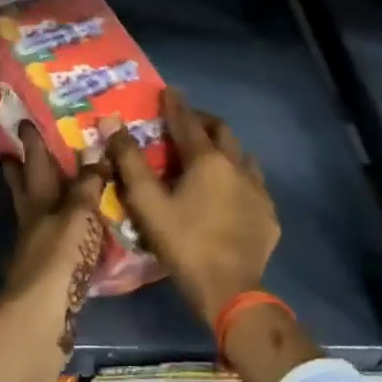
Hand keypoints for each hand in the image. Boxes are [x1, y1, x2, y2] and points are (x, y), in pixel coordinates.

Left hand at [0, 122, 108, 366]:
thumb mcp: (77, 217)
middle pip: (25, 189)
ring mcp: (36, 250)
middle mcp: (33, 222)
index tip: (24, 122)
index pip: (35, 164)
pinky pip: (54, 242)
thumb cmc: (58, 260)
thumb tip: (95, 153)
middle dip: (21, 169)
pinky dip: (61, 232)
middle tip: (12, 152)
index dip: (32, 143)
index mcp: (38, 203)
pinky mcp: (46, 276)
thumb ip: (87, 187)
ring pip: (37, 215)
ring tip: (52, 190)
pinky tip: (72, 236)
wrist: (40, 319)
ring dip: (41, 200)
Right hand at [103, 89, 280, 328]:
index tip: (167, 91)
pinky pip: (254, 185)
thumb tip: (112, 123)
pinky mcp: (269, 216)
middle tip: (184, 124)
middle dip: (202, 121)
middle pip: (222, 132)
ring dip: (224, 149)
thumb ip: (129, 161)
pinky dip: (237, 178)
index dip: (174, 105)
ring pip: (242, 157)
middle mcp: (238, 167)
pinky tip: (229, 195)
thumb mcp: (146, 202)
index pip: (187, 122)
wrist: (229, 290)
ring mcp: (259, 192)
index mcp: (207, 160)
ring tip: (207, 157)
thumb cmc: (182, 241)